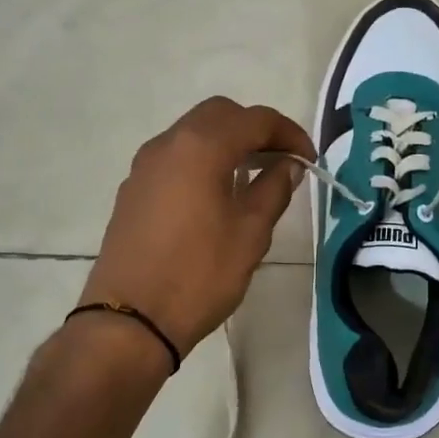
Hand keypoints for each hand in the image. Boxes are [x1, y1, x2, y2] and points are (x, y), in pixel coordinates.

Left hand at [79, 97, 310, 365]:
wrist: (129, 322)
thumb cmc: (199, 275)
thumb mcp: (250, 233)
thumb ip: (274, 188)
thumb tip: (288, 164)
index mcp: (201, 147)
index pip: (255, 119)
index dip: (289, 133)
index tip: (309, 159)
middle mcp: (168, 144)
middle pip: (220, 115)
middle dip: (256, 129)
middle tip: (282, 160)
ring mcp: (145, 166)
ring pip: (194, 133)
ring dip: (228, 143)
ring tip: (254, 176)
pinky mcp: (133, 190)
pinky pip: (175, 157)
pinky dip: (203, 160)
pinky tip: (218, 194)